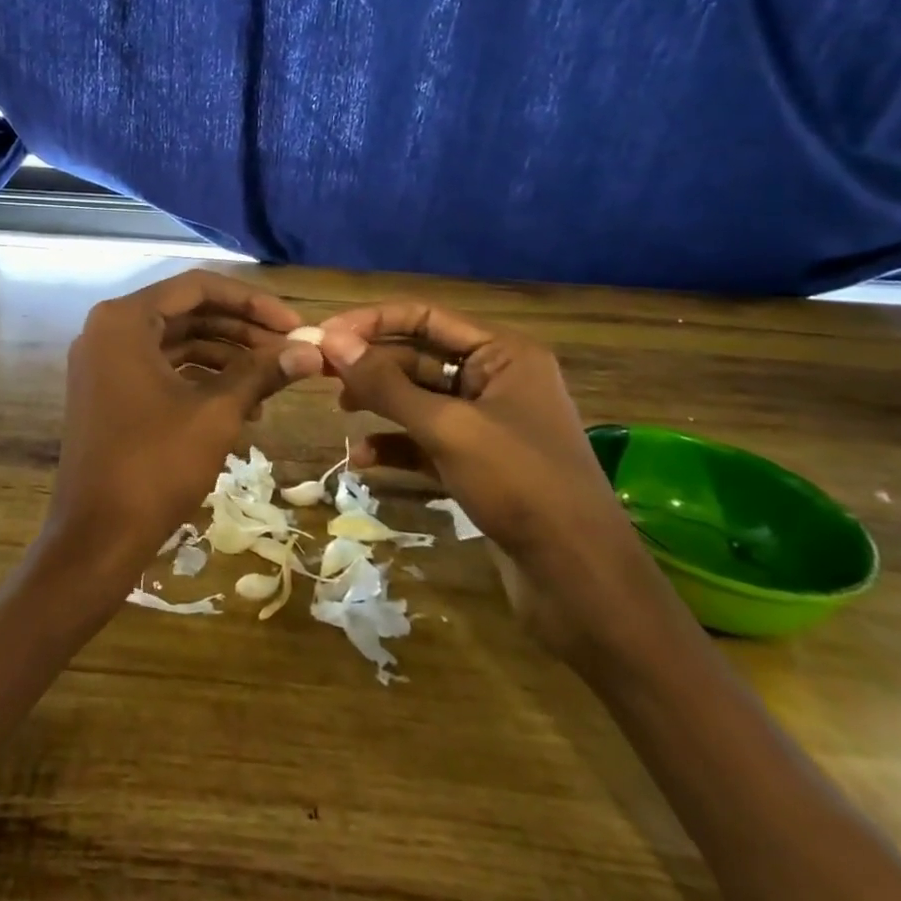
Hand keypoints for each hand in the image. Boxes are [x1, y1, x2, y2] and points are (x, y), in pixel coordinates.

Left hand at [42, 271, 300, 585]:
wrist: (96, 537)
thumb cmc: (155, 466)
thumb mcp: (216, 414)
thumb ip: (262, 373)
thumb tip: (313, 350)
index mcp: (125, 320)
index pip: (197, 287)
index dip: (251, 302)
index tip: (293, 323)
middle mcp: (108, 329)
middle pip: (186, 313)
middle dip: (241, 330)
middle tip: (290, 350)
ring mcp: (104, 362)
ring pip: (175, 342)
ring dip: (224, 357)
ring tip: (272, 381)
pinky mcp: (107, 391)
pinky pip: (160, 369)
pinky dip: (199, 380)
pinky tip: (242, 405)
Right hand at [315, 301, 672, 662]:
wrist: (582, 583)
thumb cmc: (521, 485)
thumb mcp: (447, 428)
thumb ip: (386, 385)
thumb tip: (331, 342)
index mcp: (503, 354)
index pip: (425, 318)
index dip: (372, 323)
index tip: (324, 336)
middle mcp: (495, 380)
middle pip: (417, 357)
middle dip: (371, 366)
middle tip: (319, 374)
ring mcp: (487, 425)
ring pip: (417, 400)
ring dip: (378, 404)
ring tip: (340, 412)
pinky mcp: (478, 464)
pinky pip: (425, 441)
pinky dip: (395, 445)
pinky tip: (363, 460)